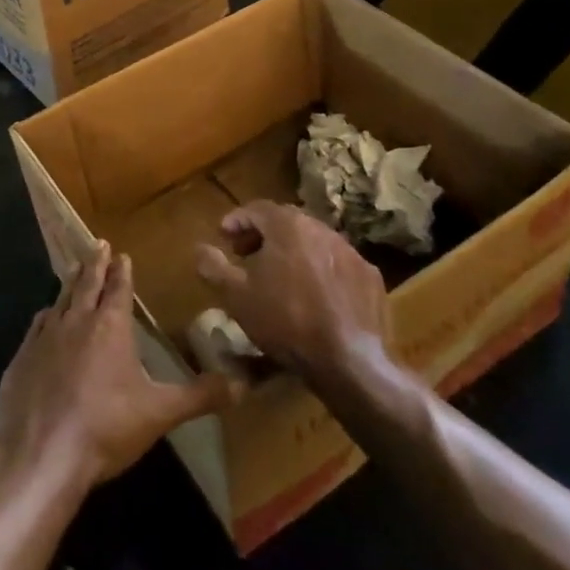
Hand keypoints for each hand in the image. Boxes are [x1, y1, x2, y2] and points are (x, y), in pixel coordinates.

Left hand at [0, 242, 232, 498]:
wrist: (40, 454)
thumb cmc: (106, 428)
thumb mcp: (160, 413)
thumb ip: (200, 396)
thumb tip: (242, 384)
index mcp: (110, 327)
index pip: (119, 290)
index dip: (122, 272)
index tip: (123, 254)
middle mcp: (76, 321)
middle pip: (87, 284)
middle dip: (95, 264)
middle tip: (97, 244)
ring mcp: (44, 337)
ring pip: (60, 299)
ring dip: (70, 283)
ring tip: (74, 270)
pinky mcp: (21, 357)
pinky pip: (36, 326)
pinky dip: (46, 315)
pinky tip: (45, 316)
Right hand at [194, 201, 387, 380]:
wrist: (349, 361)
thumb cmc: (285, 322)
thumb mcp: (237, 296)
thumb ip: (213, 267)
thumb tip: (199, 248)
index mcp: (288, 226)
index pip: (256, 208)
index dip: (236, 220)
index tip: (223, 236)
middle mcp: (321, 229)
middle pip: (286, 222)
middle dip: (263, 234)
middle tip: (246, 255)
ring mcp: (351, 252)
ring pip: (314, 242)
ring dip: (293, 252)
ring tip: (280, 277)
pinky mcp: (370, 277)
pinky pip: (338, 265)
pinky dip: (321, 271)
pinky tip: (314, 296)